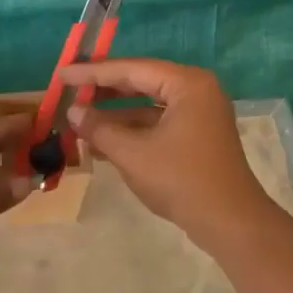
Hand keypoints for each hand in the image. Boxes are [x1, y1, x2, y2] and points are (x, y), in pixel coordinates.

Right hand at [60, 60, 277, 250]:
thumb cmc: (181, 180)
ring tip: (79, 121)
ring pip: (148, 105)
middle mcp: (196, 91)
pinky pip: (158, 123)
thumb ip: (100, 128)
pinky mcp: (198, 136)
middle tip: (69, 92)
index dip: (92, 73)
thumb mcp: (132, 154)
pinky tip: (102, 143)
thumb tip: (74, 112)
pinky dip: (132, 131)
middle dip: (104, 91)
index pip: (131, 69)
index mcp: (187, 84)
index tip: (62, 75)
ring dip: (115, 115)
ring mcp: (200, 114)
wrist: (229, 222)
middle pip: (141, 82)